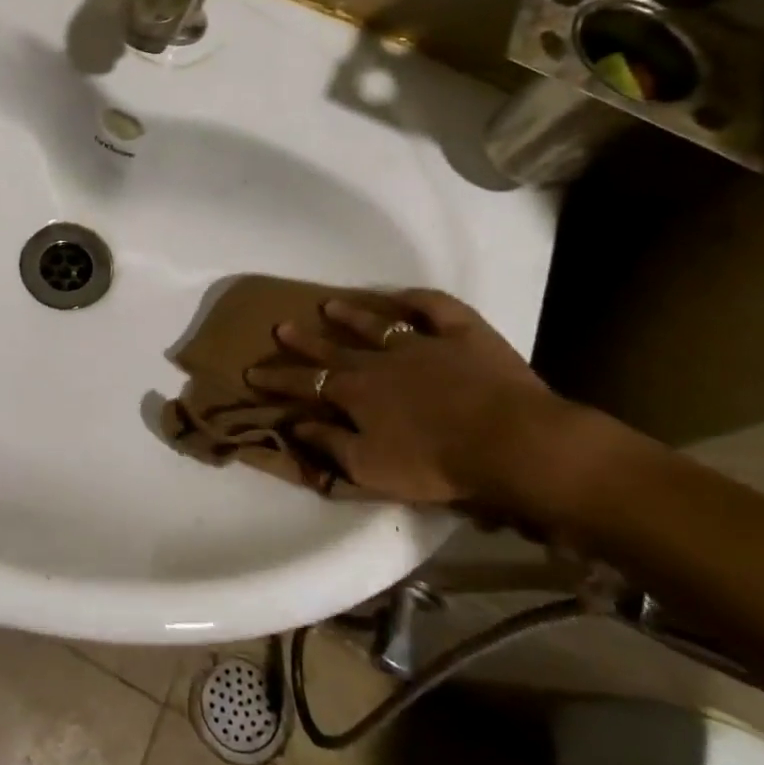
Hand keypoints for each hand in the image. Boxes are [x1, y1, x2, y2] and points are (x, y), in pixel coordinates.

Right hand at [246, 289, 570, 513]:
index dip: (277, 379)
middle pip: (334, 348)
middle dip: (305, 341)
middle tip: (281, 327)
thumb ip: (329, 444)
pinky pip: (436, 308)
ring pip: (378, 323)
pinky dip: (418, 300)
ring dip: (352, 315)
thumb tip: (295, 424)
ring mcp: (422, 342)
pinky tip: (404, 296)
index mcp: (356, 393)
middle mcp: (380, 360)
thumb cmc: (436, 463)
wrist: (510, 442)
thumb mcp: (371, 468)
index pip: (306, 384)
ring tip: (330, 305)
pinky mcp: (464, 333)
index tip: (253, 372)